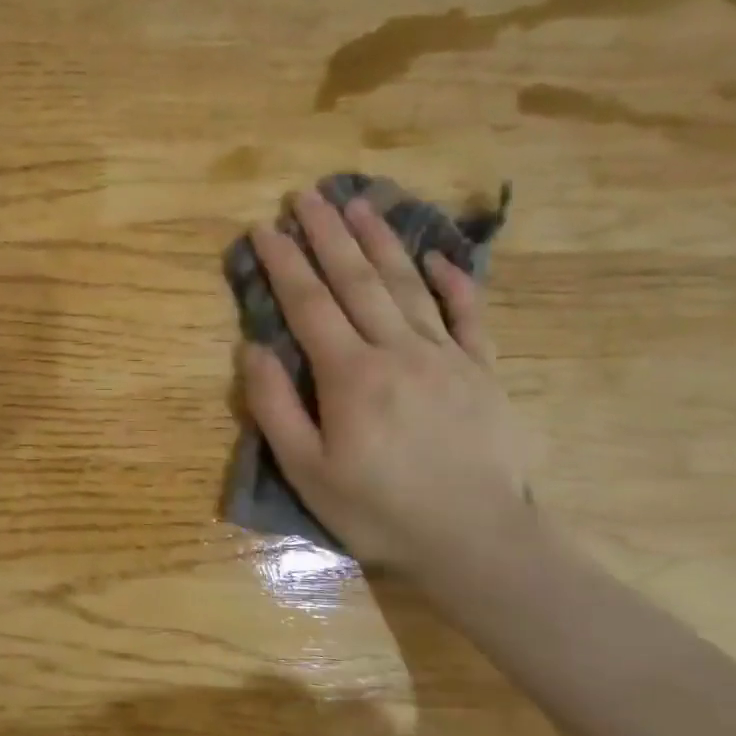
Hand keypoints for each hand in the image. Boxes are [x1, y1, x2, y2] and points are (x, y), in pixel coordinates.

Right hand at [242, 187, 530, 578]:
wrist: (475, 541)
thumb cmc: (378, 510)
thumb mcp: (307, 470)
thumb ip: (275, 406)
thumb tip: (252, 349)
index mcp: (351, 374)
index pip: (309, 304)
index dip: (285, 262)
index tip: (264, 227)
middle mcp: (397, 350)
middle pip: (357, 280)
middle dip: (328, 233)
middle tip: (307, 194)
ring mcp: (446, 356)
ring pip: (408, 284)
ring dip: (381, 241)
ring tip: (360, 203)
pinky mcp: (483, 371)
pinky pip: (468, 315)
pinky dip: (453, 282)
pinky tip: (437, 256)